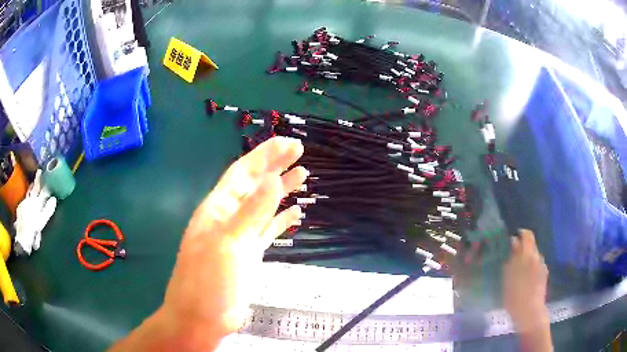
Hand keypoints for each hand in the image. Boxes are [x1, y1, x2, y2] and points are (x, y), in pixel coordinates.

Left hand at [161, 137, 306, 347]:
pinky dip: (282, 220)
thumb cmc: (209, 280)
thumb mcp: (229, 243)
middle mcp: (229, 217)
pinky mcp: (250, 254)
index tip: (288, 143)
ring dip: (281, 190)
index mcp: (218, 208)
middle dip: (275, 166)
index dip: (265, 155)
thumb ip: (252, 211)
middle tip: (299, 151)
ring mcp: (240, 237)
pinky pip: (268, 230)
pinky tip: (296, 213)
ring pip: (263, 207)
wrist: (203, 317)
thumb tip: (274, 178)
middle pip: (254, 185)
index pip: (243, 172)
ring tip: (303, 176)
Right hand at [503, 229, 548, 331]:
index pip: (526, 235)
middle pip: (531, 243)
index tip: (511, 242)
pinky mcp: (544, 273)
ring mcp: (542, 264)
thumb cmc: (515, 297)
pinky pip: (537, 264)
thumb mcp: (507, 278)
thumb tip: (512, 243)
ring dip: (527, 258)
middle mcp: (536, 256)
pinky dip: (531, 267)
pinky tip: (526, 279)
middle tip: (514, 255)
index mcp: (527, 255)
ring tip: (519, 271)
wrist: (530, 311)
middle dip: (523, 246)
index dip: (518, 236)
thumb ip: (510, 259)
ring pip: (534, 254)